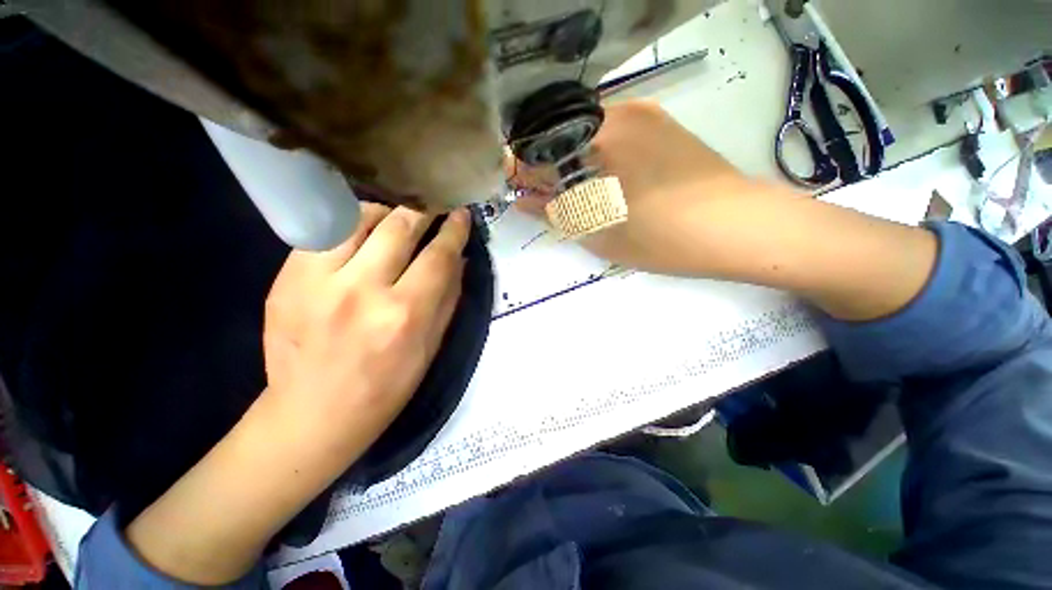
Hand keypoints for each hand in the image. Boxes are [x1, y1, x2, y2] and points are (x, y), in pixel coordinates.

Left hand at [125, 204, 468, 584]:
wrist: (312, 413)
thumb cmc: (386, 387)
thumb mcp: (430, 347)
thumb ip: (448, 298)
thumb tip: (459, 258)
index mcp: (403, 315)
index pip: (438, 256)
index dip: (454, 230)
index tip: (461, 214)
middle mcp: (361, 291)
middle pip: (399, 228)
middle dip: (423, 211)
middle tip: (433, 205)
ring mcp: (317, 281)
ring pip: (358, 219)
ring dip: (386, 212)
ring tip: (398, 217)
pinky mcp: (286, 278)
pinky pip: (325, 231)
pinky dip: (350, 224)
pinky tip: (362, 232)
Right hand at [511, 100, 776, 275]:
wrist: (738, 229)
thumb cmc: (664, 237)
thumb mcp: (600, 232)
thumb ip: (557, 213)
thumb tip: (523, 201)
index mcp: (601, 138)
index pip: (542, 145)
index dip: (523, 168)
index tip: (517, 189)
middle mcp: (621, 113)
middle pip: (563, 134)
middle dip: (546, 166)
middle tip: (546, 197)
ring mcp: (645, 115)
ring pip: (586, 133)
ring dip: (571, 161)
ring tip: (575, 193)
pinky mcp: (662, 125)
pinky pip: (612, 134)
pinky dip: (596, 155)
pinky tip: (603, 181)